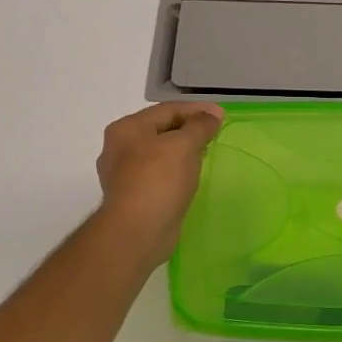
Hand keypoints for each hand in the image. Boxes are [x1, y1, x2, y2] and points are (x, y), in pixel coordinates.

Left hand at [94, 102, 225, 265]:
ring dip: (183, 150)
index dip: (196, 110)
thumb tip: (212, 115)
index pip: (166, 110)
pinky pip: (159, 174)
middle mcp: (120, 148)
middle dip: (189, 129)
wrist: (138, 231)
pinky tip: (191, 175)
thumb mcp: (183, 145)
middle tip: (215, 133)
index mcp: (127, 129)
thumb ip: (200, 126)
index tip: (221, 115)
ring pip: (160, 153)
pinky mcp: (134, 196)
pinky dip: (176, 170)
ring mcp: (124, 174)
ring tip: (206, 152)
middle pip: (161, 129)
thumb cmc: (159, 180)